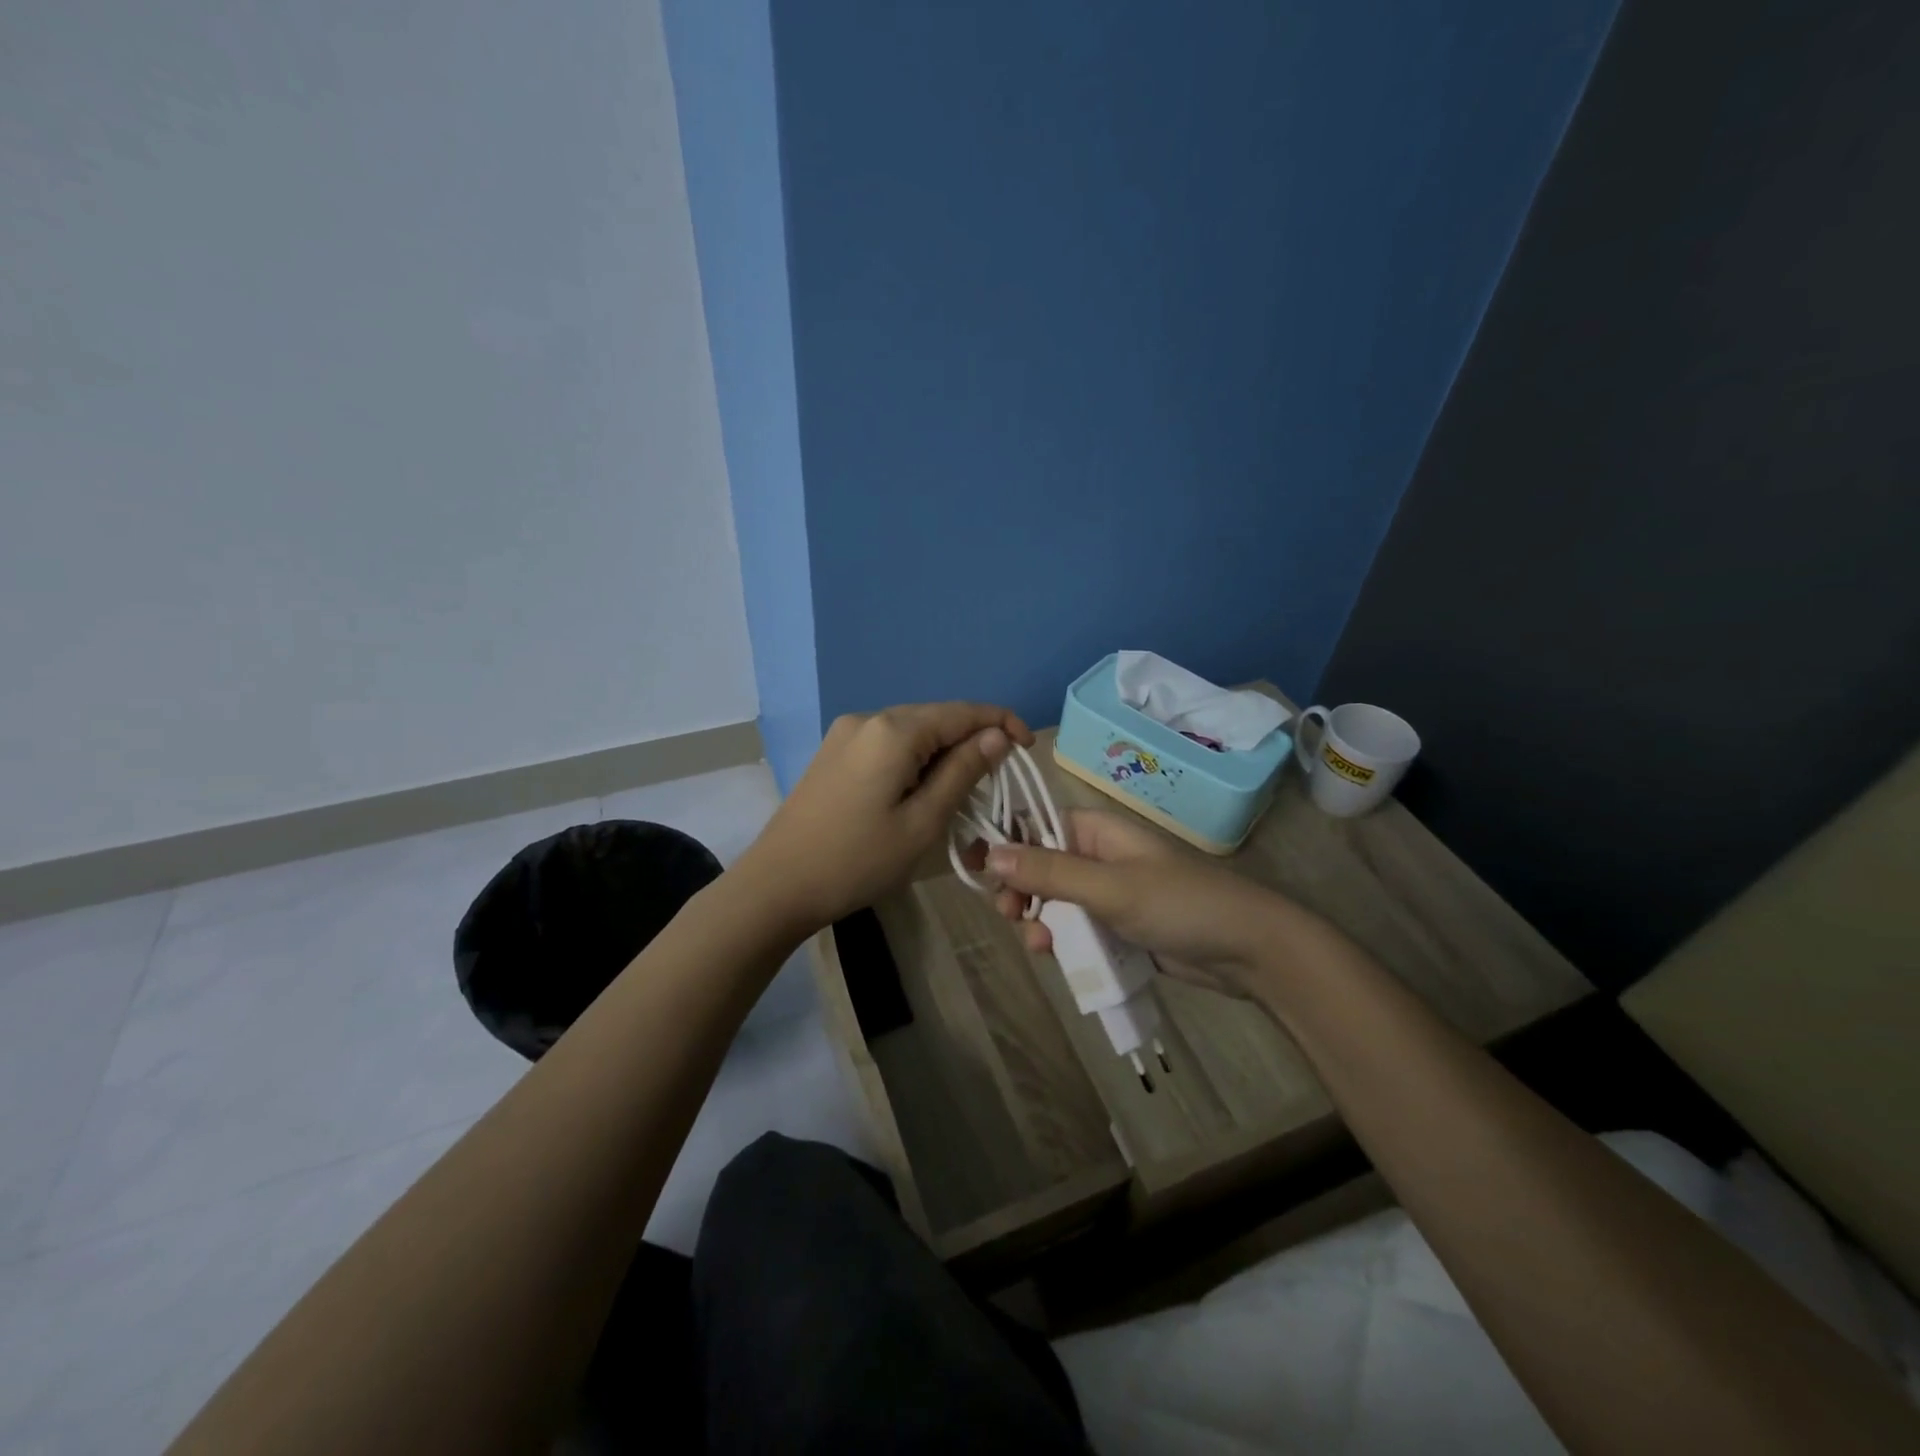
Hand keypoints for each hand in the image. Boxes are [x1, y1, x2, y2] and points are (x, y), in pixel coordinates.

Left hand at [740, 702, 1032, 933]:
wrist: (776, 886)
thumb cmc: (857, 861)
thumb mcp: (922, 822)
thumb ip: (963, 772)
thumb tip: (996, 735)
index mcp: (893, 730)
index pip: (962, 711)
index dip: (1001, 723)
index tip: (1029, 748)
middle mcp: (868, 718)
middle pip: (936, 717)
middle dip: (972, 739)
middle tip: (997, 780)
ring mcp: (845, 733)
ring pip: (912, 731)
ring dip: (943, 751)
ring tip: (962, 789)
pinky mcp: (833, 752)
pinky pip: (888, 743)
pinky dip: (915, 759)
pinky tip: (920, 788)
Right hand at [986, 809, 1316, 996]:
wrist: (1249, 951)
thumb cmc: (1179, 904)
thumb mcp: (1109, 887)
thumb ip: (1049, 872)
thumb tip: (990, 854)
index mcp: (1098, 830)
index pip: (1037, 824)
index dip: (1007, 844)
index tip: (978, 871)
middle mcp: (1100, 855)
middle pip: (1041, 866)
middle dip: (1021, 890)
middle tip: (1010, 915)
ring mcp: (1111, 892)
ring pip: (1057, 901)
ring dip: (1040, 919)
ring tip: (1040, 945)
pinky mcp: (1121, 926)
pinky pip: (1079, 927)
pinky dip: (1065, 939)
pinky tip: (1058, 956)